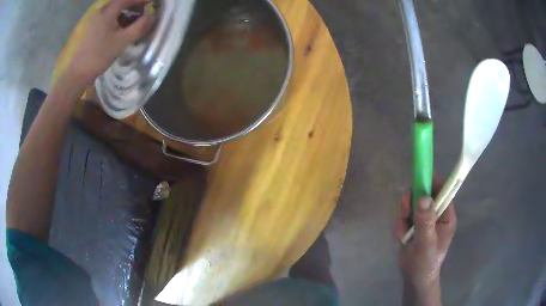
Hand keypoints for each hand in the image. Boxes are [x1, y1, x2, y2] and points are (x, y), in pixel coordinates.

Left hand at [65, 0, 153, 85]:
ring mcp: (93, 19)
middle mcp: (100, 11)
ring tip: (132, 22)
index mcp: (108, 11)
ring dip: (125, 12)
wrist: (77, 74)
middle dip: (134, 5)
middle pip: (120, 2)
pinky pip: (106, 17)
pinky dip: (116, 18)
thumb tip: (152, 16)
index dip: (142, 0)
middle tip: (143, 12)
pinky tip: (119, 29)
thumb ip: (139, 27)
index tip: (153, 2)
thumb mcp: (122, 42)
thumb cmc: (99, 56)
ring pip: (113, 9)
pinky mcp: (89, 27)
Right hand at [394, 180, 456, 305]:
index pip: (443, 191)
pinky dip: (399, 226)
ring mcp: (424, 219)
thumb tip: (422, 197)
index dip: (432, 182)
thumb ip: (425, 222)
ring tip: (402, 232)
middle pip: (424, 194)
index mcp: (446, 216)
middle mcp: (436, 214)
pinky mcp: (413, 225)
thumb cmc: (426, 263)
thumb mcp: (427, 244)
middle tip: (405, 212)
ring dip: (403, 216)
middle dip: (412, 202)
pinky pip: (403, 216)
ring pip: (411, 204)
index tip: (419, 181)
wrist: (414, 278)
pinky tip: (401, 238)